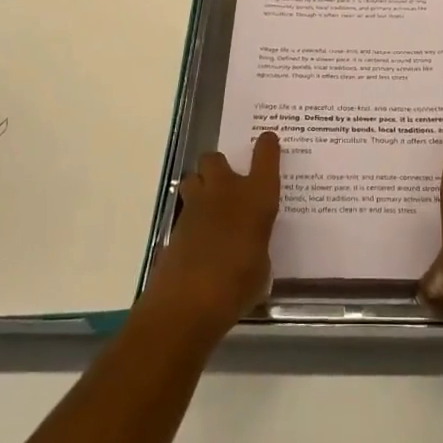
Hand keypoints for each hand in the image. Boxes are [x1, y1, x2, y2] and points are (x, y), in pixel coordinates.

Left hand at [143, 132, 281, 337]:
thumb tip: (251, 244)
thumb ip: (258, 245)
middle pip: (215, 158)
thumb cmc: (239, 283)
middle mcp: (226, 191)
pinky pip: (184, 209)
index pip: (266, 156)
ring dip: (200, 186)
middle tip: (227, 184)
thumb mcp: (262, 266)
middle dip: (219, 167)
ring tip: (209, 206)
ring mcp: (196, 206)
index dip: (267, 146)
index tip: (268, 141)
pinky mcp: (174, 225)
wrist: (188, 302)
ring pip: (193, 177)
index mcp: (257, 197)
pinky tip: (199, 238)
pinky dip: (191, 218)